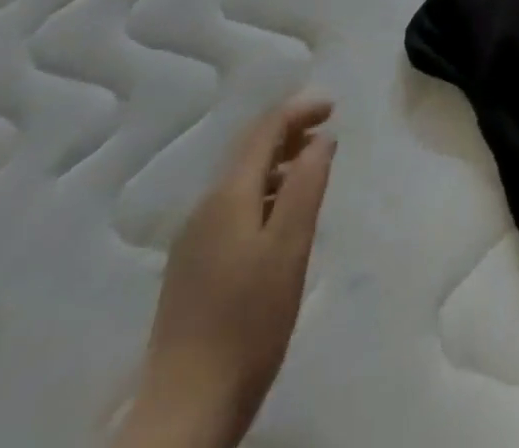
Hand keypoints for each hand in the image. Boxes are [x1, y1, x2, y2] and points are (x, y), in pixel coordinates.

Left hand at [119, 98, 336, 447]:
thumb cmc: (248, 321)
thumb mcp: (290, 247)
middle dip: (287, 132)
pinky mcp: (191, 270)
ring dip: (276, 163)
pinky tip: (279, 218)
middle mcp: (203, 209)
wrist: (184, 412)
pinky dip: (262, 193)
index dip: (298, 110)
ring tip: (310, 169)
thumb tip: (320, 139)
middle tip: (326, 130)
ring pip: (239, 181)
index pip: (263, 130)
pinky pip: (231, 208)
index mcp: (227, 197)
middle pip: (247, 151)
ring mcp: (192, 241)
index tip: (333, 106)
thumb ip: (306, 185)